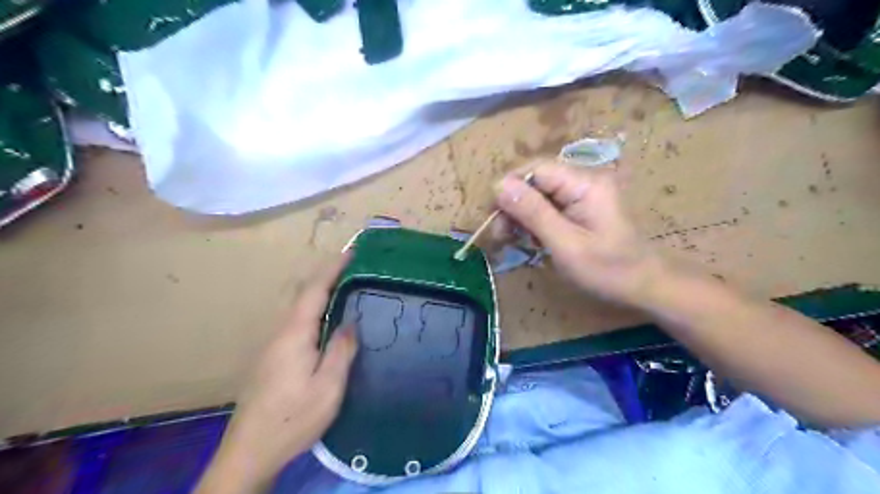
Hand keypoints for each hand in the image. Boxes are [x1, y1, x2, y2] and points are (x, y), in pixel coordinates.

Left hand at [197, 258, 356, 491]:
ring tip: (343, 288)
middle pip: (300, 293)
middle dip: (324, 275)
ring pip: (295, 307)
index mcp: (294, 334)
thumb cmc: (294, 418)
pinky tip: (325, 321)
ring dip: (317, 291)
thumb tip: (351, 321)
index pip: (314, 290)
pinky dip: (312, 308)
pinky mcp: (271, 357)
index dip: (332, 268)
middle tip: (350, 268)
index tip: (350, 252)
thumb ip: (341, 351)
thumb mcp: (328, 388)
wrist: (250, 451)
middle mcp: (279, 332)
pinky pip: (294, 320)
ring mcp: (272, 344)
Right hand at [497, 160, 663, 306]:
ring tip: (511, 240)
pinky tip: (530, 240)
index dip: (510, 188)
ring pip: (539, 194)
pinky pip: (549, 206)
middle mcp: (584, 180)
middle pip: (535, 181)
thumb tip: (499, 185)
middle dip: (513, 205)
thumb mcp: (565, 244)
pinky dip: (535, 222)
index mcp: (584, 183)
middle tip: (500, 234)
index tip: (493, 217)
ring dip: (521, 215)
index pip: (535, 169)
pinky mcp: (581, 207)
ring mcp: (583, 194)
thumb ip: (533, 213)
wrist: (645, 286)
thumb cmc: (608, 270)